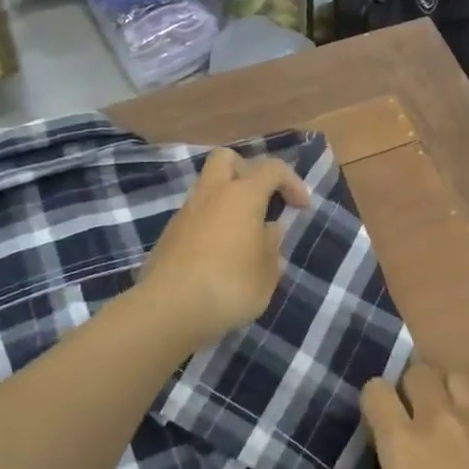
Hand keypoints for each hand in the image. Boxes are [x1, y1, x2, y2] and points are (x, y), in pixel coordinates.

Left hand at [138, 148, 311, 350]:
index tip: (301, 207)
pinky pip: (196, 216)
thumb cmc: (229, 286)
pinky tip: (220, 255)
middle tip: (262, 200)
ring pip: (208, 188)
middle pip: (227, 158)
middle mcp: (211, 194)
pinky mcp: (168, 235)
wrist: (168, 310)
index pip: (271, 168)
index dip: (292, 182)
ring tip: (243, 235)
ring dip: (228, 201)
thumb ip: (272, 246)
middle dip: (248, 171)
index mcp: (242, 195)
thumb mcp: (267, 273)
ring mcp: (185, 213)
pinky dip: (211, 224)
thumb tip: (268, 230)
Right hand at [312, 364, 468, 468]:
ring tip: (452, 418)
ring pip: (458, 376)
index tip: (378, 424)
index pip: (377, 389)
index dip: (374, 400)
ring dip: (449, 389)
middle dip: (411, 387)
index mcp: (404, 440)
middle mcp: (440, 416)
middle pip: (418, 372)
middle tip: (415, 420)